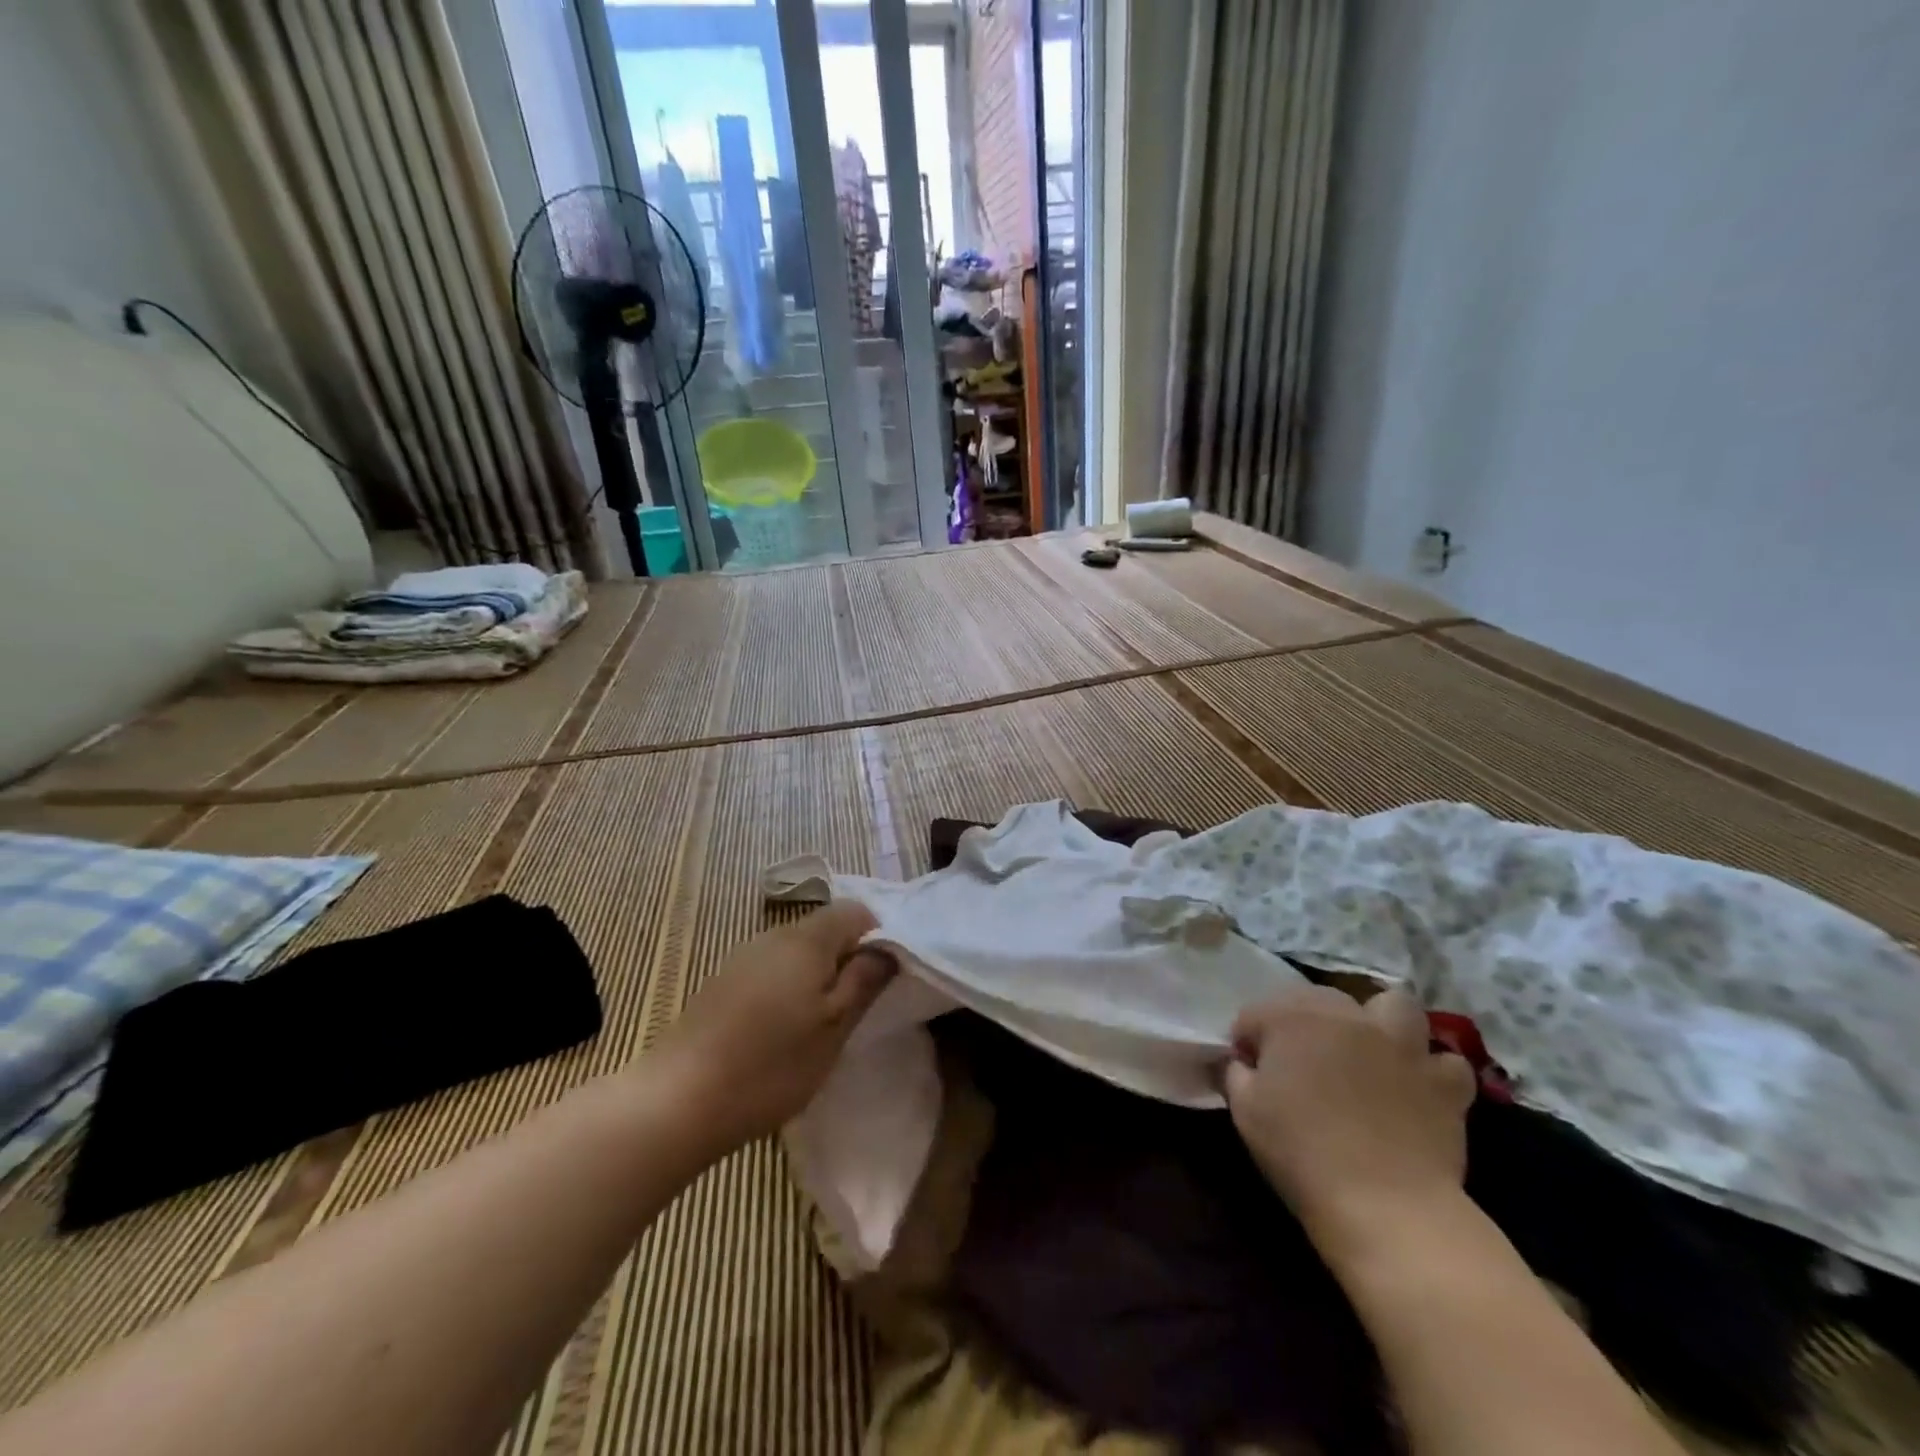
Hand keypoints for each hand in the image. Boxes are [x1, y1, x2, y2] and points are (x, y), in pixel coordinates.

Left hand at [643, 901, 896, 1153]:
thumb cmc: (771, 1064)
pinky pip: (772, 969)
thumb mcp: (835, 1028)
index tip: (884, 978)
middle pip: (826, 929)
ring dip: (818, 976)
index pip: (856, 911)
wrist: (678, 1100)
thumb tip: (888, 948)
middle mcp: (774, 935)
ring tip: (822, 1024)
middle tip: (857, 1007)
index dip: (879, 937)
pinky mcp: (724, 982)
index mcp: (807, 938)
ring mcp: (744, 956)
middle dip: (848, 959)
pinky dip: (789, 989)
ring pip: (798, 951)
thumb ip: (865, 980)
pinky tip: (782, 1031)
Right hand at [1225, 986, 1476, 1255]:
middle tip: (1300, 1064)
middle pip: (1317, 1000)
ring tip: (1369, 1051)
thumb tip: (1241, 1063)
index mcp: (1291, 1018)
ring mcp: (1400, 1044)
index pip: (1255, 1014)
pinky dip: (1430, 1070)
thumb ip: (1236, 1073)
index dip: (1246, 1042)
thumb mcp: (1244, 1111)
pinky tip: (1416, 1087)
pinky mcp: (1442, 1081)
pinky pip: (1444, 1061)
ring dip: (1378, 1022)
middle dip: (1303, 1023)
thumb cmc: (1301, 1152)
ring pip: (1393, 1006)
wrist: (1383, 1205)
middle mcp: (1346, 1015)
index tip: (1247, 1073)